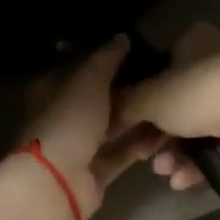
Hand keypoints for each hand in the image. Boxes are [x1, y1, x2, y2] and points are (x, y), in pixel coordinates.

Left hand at [21, 36, 162, 218]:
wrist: (56, 182)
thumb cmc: (68, 121)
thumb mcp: (88, 80)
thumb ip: (106, 58)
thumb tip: (122, 37)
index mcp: (51, 90)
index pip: (78, 66)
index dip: (104, 57)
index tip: (137, 50)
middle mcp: (63, 116)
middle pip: (97, 98)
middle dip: (126, 90)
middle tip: (161, 78)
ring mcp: (78, 146)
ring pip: (111, 127)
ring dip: (136, 119)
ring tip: (167, 105)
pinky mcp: (94, 172)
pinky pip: (120, 154)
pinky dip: (138, 146)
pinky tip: (163, 136)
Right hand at [117, 23, 219, 191]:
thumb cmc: (199, 93)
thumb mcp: (151, 98)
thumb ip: (126, 103)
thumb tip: (108, 108)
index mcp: (196, 40)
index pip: (159, 65)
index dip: (141, 97)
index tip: (129, 124)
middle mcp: (219, 58)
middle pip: (177, 100)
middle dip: (157, 135)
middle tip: (143, 156)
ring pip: (197, 124)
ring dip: (175, 152)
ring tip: (165, 172)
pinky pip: (219, 139)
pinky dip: (200, 159)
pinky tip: (184, 180)